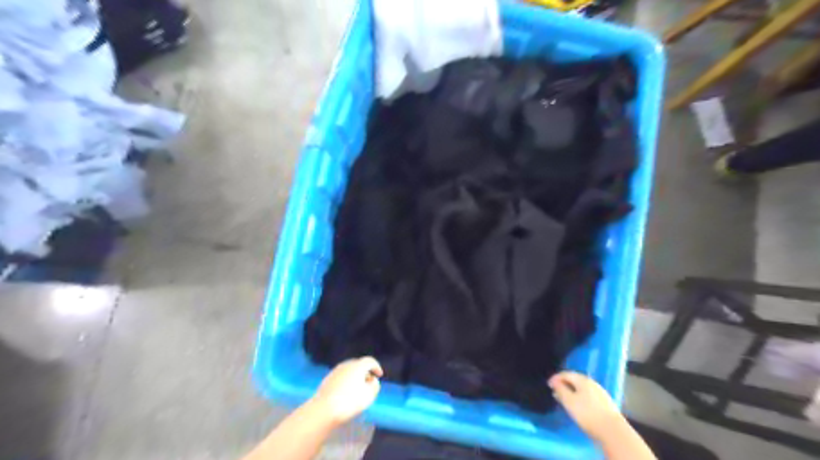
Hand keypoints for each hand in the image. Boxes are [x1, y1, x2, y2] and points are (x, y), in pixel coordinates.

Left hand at [311, 358, 384, 425]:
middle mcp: (346, 365)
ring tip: (357, 389)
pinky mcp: (327, 380)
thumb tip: (372, 380)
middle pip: (358, 365)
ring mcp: (335, 371)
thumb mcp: (369, 395)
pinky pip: (341, 377)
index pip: (370, 361)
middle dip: (365, 372)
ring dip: (355, 377)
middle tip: (368, 382)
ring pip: (348, 371)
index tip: (379, 375)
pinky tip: (345, 393)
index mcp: (358, 366)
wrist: (324, 409)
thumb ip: (375, 385)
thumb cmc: (350, 402)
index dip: (376, 367)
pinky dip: (346, 381)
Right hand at [551, 370, 621, 442]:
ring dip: (572, 391)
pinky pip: (588, 395)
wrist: (612, 431)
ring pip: (582, 388)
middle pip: (575, 380)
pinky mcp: (605, 403)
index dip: (556, 378)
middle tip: (555, 391)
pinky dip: (580, 397)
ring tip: (565, 399)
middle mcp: (592, 383)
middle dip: (564, 384)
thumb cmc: (587, 414)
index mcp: (583, 380)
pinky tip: (578, 405)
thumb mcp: (569, 401)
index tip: (548, 385)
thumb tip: (554, 381)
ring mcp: (600, 392)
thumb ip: (560, 389)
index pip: (566, 374)